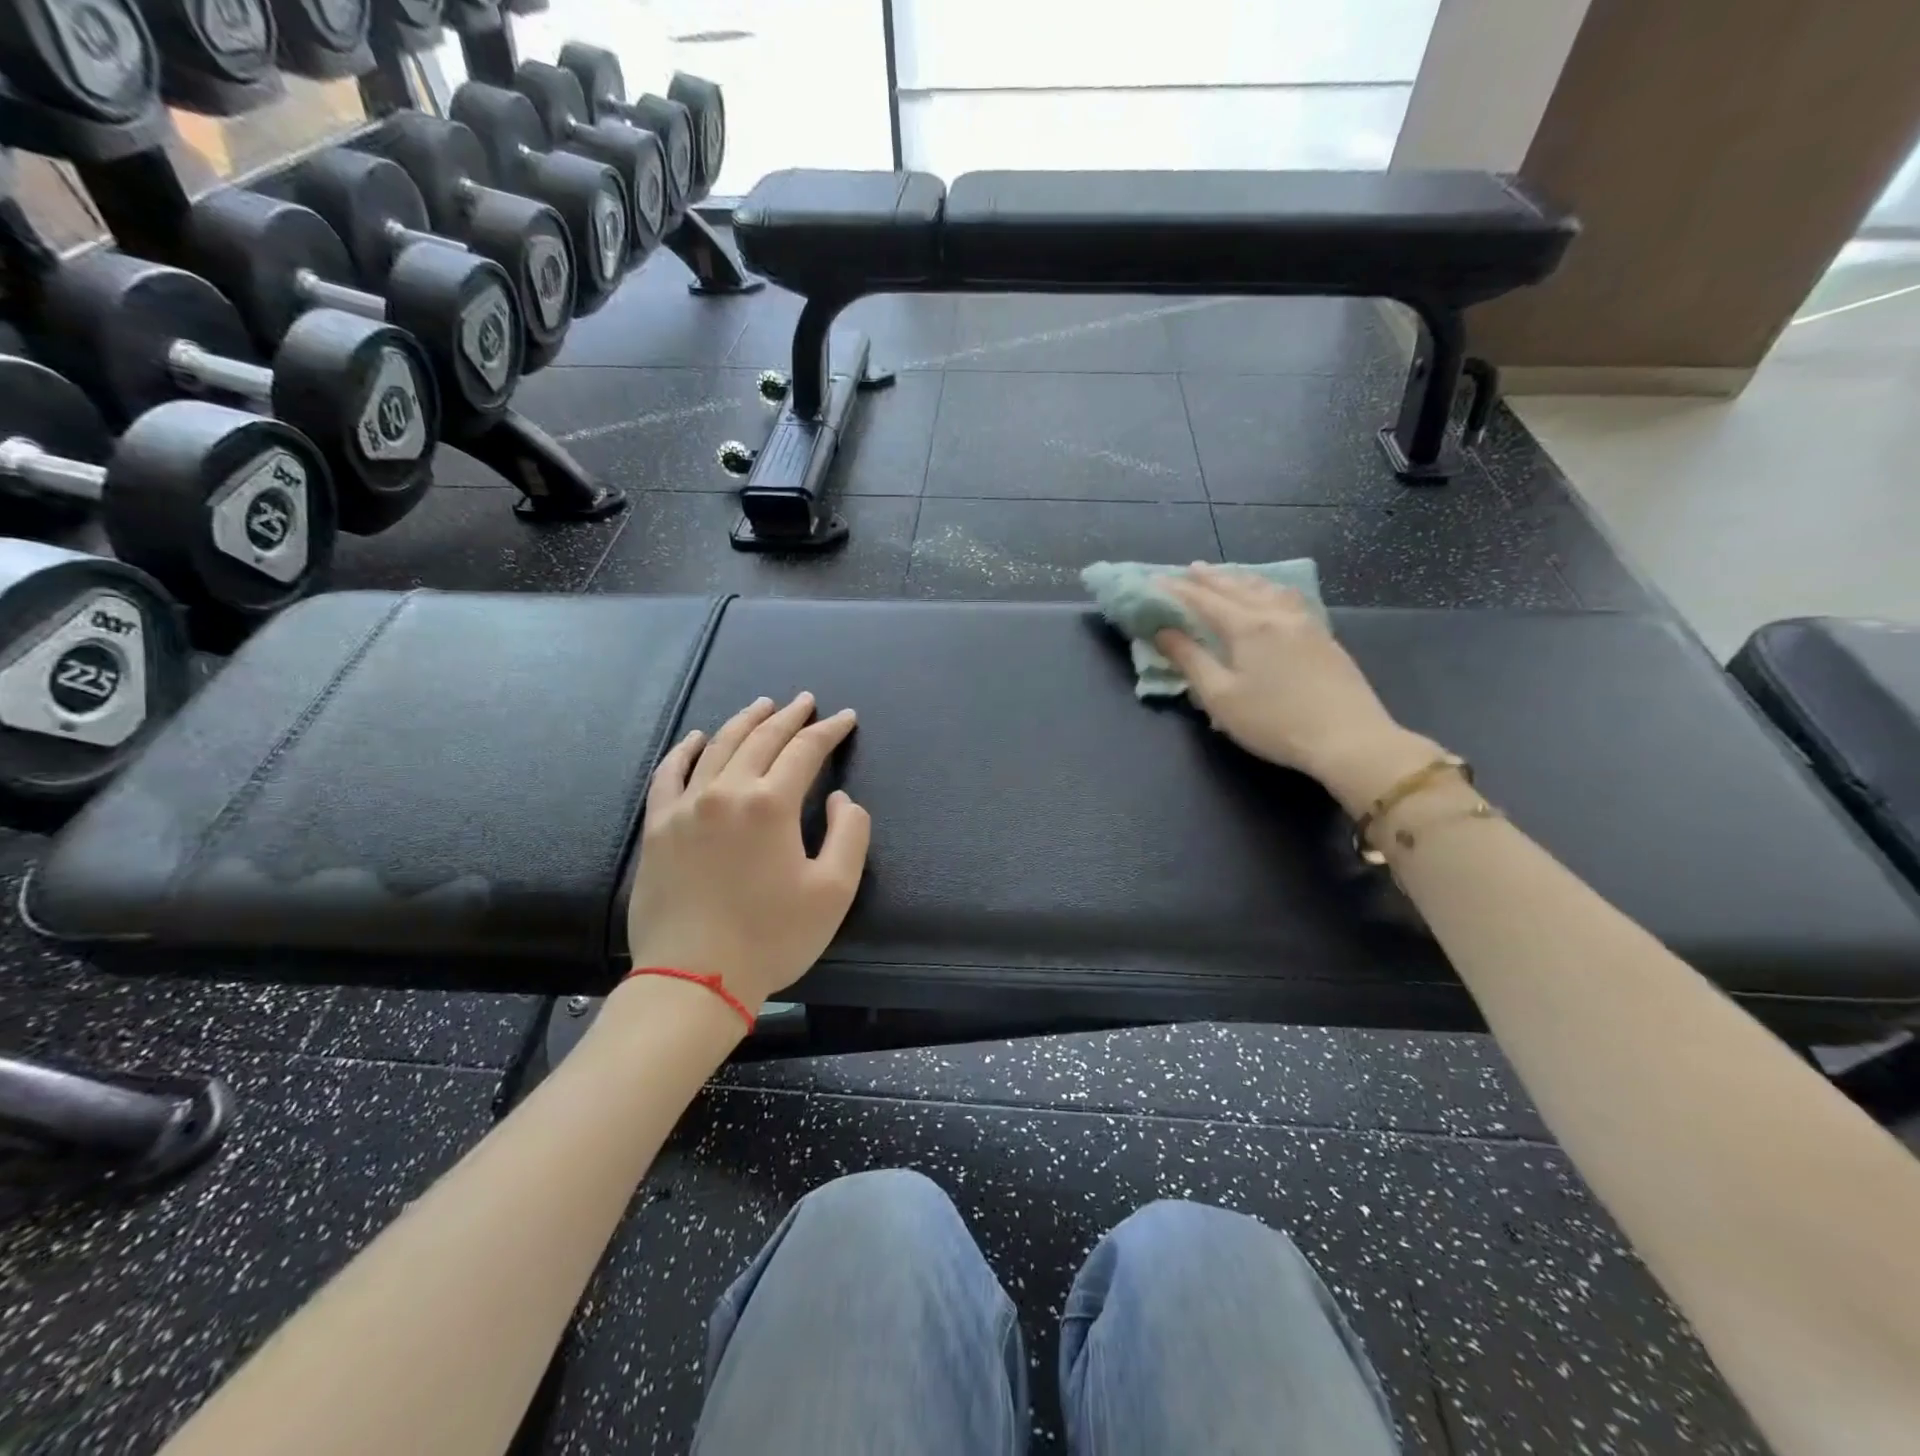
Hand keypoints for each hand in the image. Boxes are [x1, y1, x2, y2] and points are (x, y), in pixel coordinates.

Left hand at [625, 693, 870, 1012]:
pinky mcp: (658, 827)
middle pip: (761, 738)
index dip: (829, 730)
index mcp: (771, 804)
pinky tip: (695, 737)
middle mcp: (726, 791)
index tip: (845, 718)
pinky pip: (669, 774)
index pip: (805, 750)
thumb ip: (849, 833)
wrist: (694, 979)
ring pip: (717, 746)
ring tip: (762, 705)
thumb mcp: (834, 891)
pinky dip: (684, 750)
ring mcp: (685, 806)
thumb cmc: (771, 937)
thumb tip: (839, 798)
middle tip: (805, 701)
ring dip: (743, 721)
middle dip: (788, 716)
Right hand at [1156, 564, 1438, 811]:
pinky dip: (1266, 589)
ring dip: (1240, 579)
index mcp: (1247, 627)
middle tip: (1187, 569)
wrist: (1348, 738)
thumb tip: (1163, 632)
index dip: (1176, 590)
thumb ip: (1190, 660)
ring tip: (1225, 575)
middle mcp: (1275, 614)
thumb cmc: (1274, 722)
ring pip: (1266, 588)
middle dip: (1208, 578)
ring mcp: (1304, 622)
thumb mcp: (1220, 696)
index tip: (1153, 580)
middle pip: (1236, 588)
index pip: (1203, 600)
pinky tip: (1270, 595)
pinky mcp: (1322, 636)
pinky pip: (1287, 598)